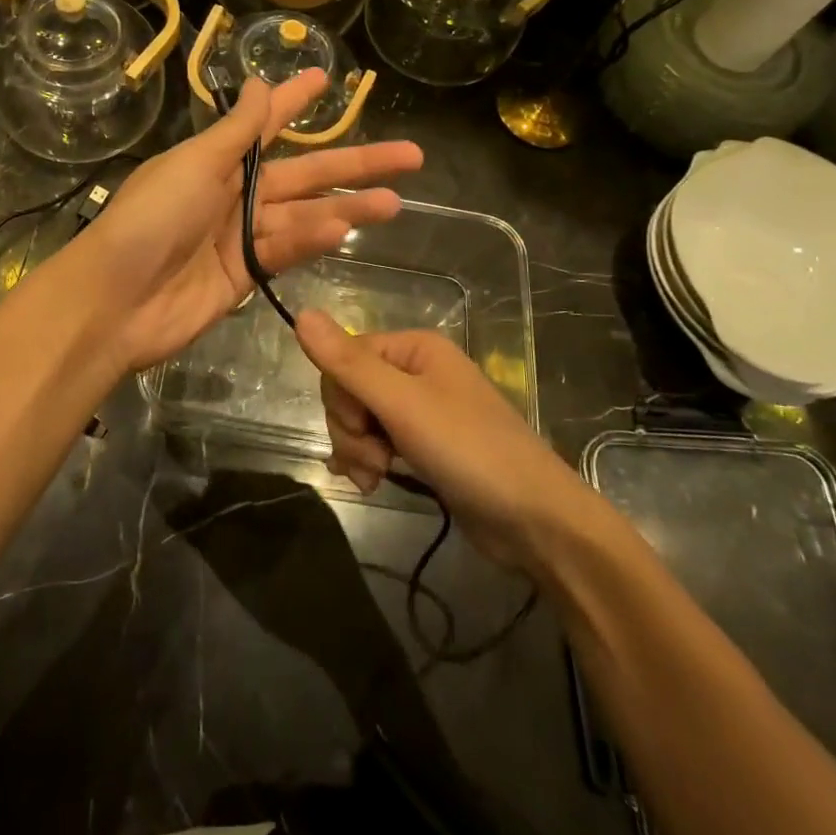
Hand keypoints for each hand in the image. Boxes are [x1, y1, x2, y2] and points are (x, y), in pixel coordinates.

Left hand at [72, 72, 422, 372]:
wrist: (116, 300)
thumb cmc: (151, 218)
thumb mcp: (194, 164)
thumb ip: (236, 132)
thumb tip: (258, 83)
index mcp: (215, 160)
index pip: (266, 124)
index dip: (295, 101)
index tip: (328, 79)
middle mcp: (232, 193)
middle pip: (303, 173)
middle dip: (354, 163)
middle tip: (410, 155)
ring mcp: (239, 236)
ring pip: (304, 214)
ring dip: (346, 208)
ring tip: (394, 202)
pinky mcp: (244, 275)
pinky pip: (285, 250)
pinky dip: (311, 241)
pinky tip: (344, 231)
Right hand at [295, 312, 584, 567]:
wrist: (534, 520)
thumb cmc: (469, 451)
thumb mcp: (402, 405)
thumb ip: (349, 363)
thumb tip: (300, 314)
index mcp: (413, 348)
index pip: (345, 357)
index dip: (341, 397)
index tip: (362, 429)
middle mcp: (416, 371)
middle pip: (350, 389)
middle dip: (351, 429)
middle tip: (375, 461)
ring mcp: (421, 411)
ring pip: (360, 419)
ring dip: (358, 450)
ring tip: (377, 478)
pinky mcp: (423, 446)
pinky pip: (376, 441)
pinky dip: (368, 461)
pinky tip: (371, 482)